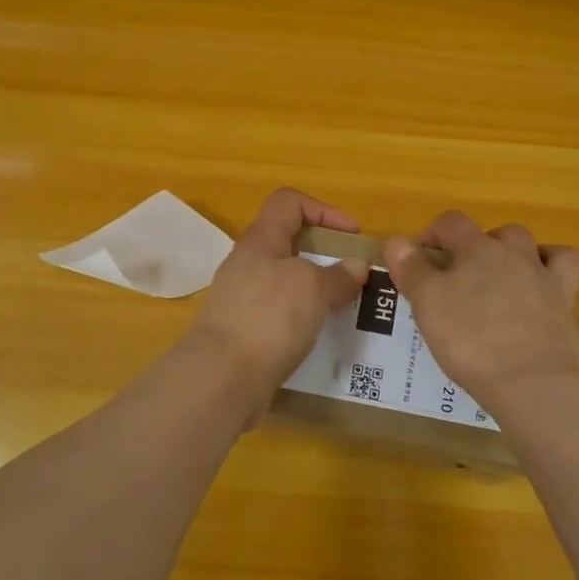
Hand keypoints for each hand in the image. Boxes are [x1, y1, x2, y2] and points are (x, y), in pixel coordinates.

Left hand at [188, 188, 368, 407]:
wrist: (222, 378)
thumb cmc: (269, 318)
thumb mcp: (313, 289)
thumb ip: (338, 275)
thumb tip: (356, 266)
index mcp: (260, 239)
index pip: (289, 202)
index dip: (324, 210)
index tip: (352, 236)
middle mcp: (247, 262)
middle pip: (288, 242)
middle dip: (324, 254)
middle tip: (352, 275)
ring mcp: (241, 297)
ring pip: (285, 280)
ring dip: (315, 289)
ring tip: (343, 307)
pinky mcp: (242, 330)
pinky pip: (278, 312)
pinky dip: (301, 317)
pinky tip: (320, 334)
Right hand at [385, 212, 578, 412]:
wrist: (529, 384)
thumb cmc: (469, 338)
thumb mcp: (427, 302)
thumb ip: (412, 269)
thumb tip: (398, 241)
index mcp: (482, 252)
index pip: (455, 223)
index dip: (435, 232)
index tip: (420, 253)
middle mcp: (522, 261)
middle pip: (510, 234)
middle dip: (489, 243)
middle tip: (470, 270)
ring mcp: (555, 292)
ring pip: (558, 257)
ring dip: (541, 260)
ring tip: (522, 279)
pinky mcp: (574, 328)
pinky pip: (576, 315)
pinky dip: (565, 317)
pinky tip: (551, 330)